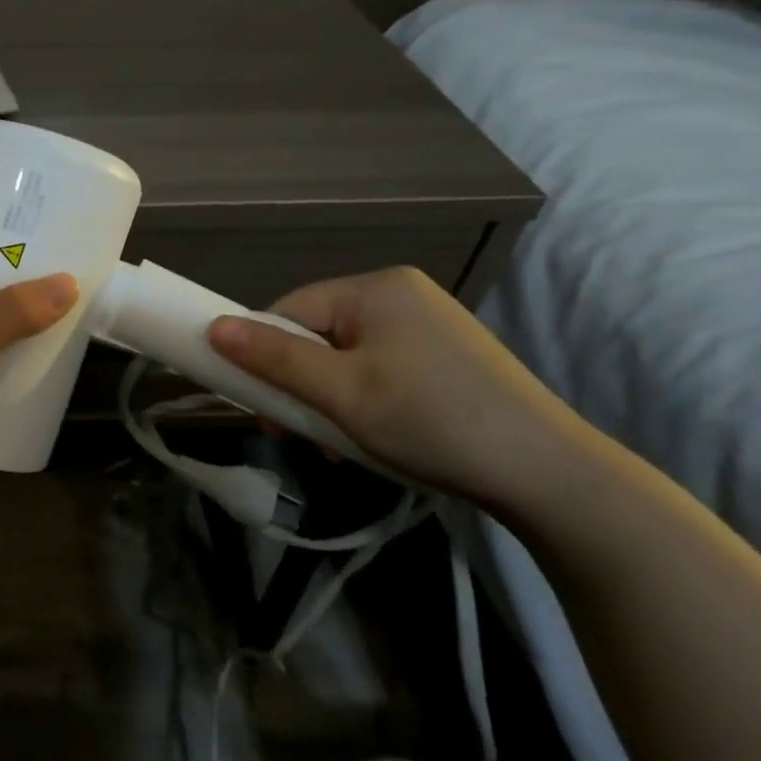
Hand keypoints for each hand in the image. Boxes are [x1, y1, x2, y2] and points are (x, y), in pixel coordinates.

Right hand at [206, 266, 588, 509]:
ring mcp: (428, 325)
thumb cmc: (430, 420)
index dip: (263, 355)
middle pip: (317, 334)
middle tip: (293, 434)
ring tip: (333, 446)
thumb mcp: (341, 392)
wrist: (548, 472)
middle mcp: (401, 294)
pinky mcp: (447, 357)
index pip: (290, 310)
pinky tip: (368, 439)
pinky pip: (379, 370)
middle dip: (298, 384)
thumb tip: (213, 327)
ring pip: (346, 358)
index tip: (259, 406)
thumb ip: (274, 358)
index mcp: (375, 288)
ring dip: (327, 400)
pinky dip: (362, 402)